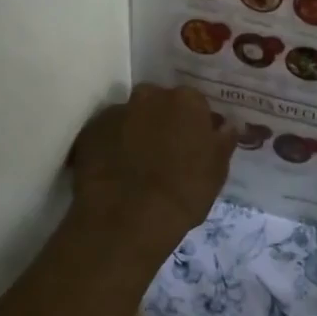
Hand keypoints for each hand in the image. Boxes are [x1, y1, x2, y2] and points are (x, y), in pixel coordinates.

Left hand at [69, 83, 233, 247]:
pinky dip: (111, 146)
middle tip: (165, 152)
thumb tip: (227, 125)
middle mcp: (150, 96)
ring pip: (130, 117)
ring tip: (136, 164)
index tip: (194, 145)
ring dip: (135, 131)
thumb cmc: (183, 193)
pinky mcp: (89, 132)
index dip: (194, 125)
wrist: (126, 219)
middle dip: (162, 121)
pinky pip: (106, 134)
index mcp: (186, 101)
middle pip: (159, 103)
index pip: (195, 103)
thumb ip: (223, 141)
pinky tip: (114, 171)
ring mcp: (116, 112)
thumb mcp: (217, 171)